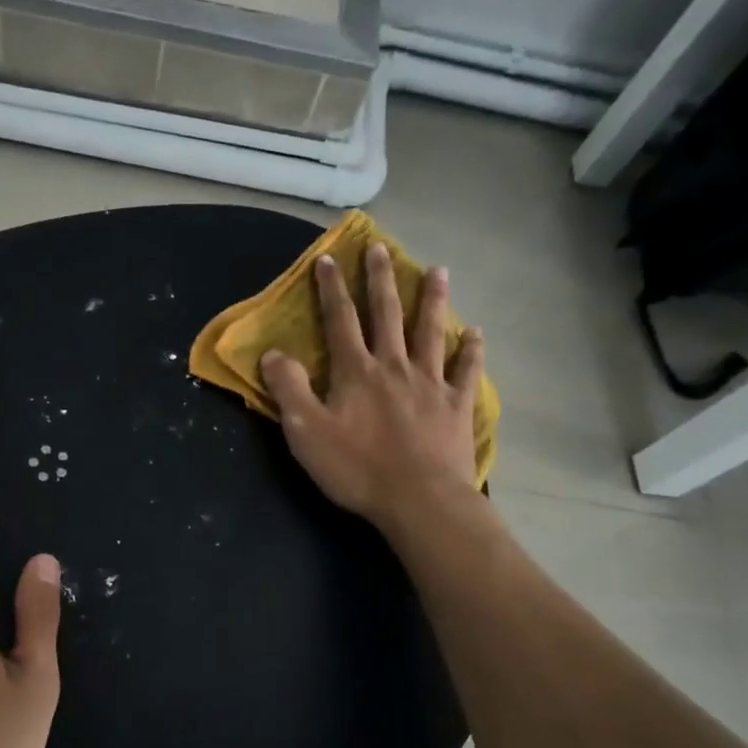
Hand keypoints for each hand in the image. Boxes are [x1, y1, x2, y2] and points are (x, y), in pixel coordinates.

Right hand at [260, 243, 482, 535]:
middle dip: (380, 279)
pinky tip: (475, 334)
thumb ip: (288, 389)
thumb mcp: (306, 432)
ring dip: (433, 300)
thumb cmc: (357, 468)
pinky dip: (471, 350)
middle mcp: (394, 366)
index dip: (331, 289)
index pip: (340, 320)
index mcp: (356, 371)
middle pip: (387, 314)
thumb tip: (272, 353)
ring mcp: (431, 383)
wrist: (419, 500)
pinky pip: (466, 370)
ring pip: (431, 332)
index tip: (328, 258)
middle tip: (380, 247)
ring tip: (438, 270)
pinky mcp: (456, 406)